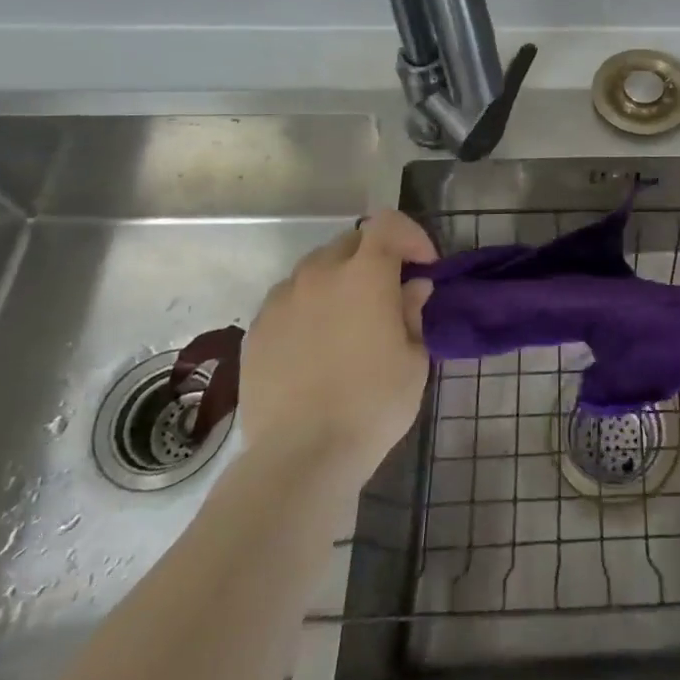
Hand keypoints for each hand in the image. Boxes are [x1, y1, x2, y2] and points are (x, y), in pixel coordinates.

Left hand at [241, 209, 435, 480]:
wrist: (301, 456)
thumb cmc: (373, 404)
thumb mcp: (414, 359)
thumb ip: (413, 312)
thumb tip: (412, 287)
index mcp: (365, 274)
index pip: (388, 223)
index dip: (410, 236)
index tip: (423, 267)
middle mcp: (319, 274)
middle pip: (351, 242)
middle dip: (375, 258)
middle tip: (389, 294)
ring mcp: (282, 300)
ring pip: (315, 268)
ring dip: (339, 280)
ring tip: (348, 319)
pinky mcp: (257, 328)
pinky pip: (288, 299)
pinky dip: (308, 306)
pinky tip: (316, 344)